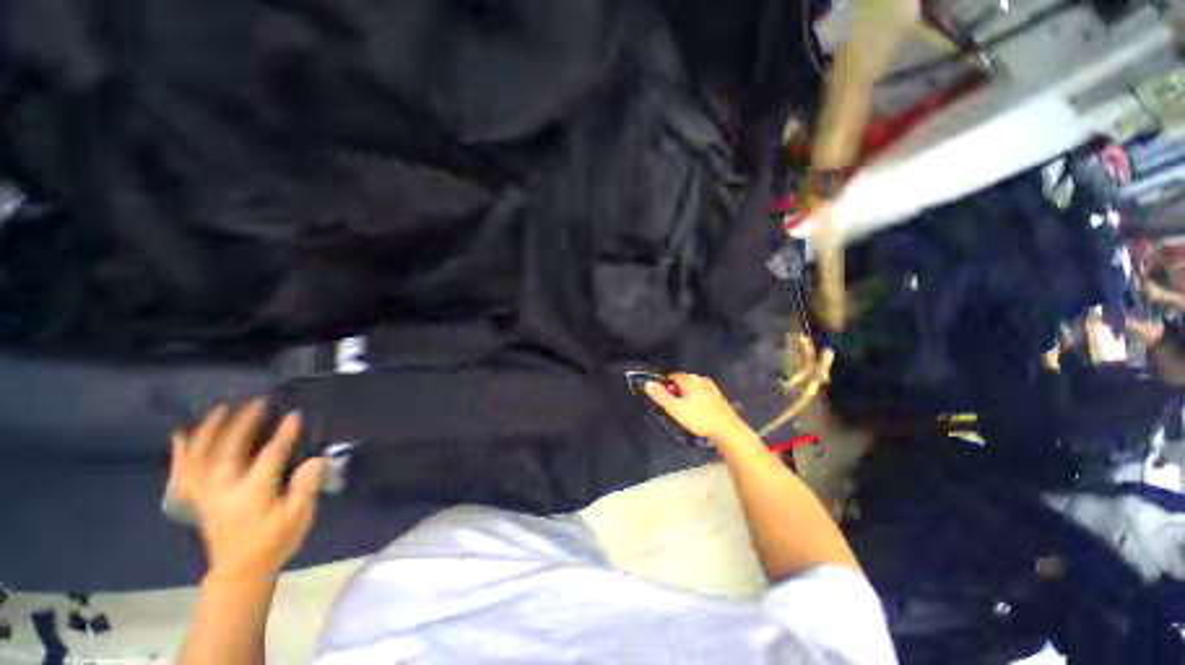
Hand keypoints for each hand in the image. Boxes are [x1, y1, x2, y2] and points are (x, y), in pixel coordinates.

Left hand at [168, 400, 325, 579]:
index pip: (269, 456)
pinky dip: (180, 453)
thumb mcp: (297, 518)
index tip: (294, 415)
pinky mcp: (197, 498)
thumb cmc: (273, 542)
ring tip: (221, 410)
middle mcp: (224, 489)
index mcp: (252, 493)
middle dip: (243, 424)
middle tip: (257, 404)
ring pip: (201, 456)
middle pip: (229, 449)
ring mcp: (206, 493)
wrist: (240, 571)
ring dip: (210, 430)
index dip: (283, 435)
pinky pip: (183, 472)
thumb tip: (316, 460)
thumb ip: (305, 489)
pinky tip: (181, 435)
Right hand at [644, 373, 744, 440]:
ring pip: (693, 388)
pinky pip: (702, 393)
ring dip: (687, 396)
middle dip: (677, 392)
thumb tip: (647, 384)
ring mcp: (711, 387)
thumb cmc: (699, 418)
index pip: (672, 376)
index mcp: (690, 380)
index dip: (666, 387)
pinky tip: (699, 413)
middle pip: (682, 382)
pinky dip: (698, 400)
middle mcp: (700, 379)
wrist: (727, 429)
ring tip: (687, 412)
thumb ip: (661, 396)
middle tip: (676, 408)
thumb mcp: (675, 409)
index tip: (667, 400)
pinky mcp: (718, 396)